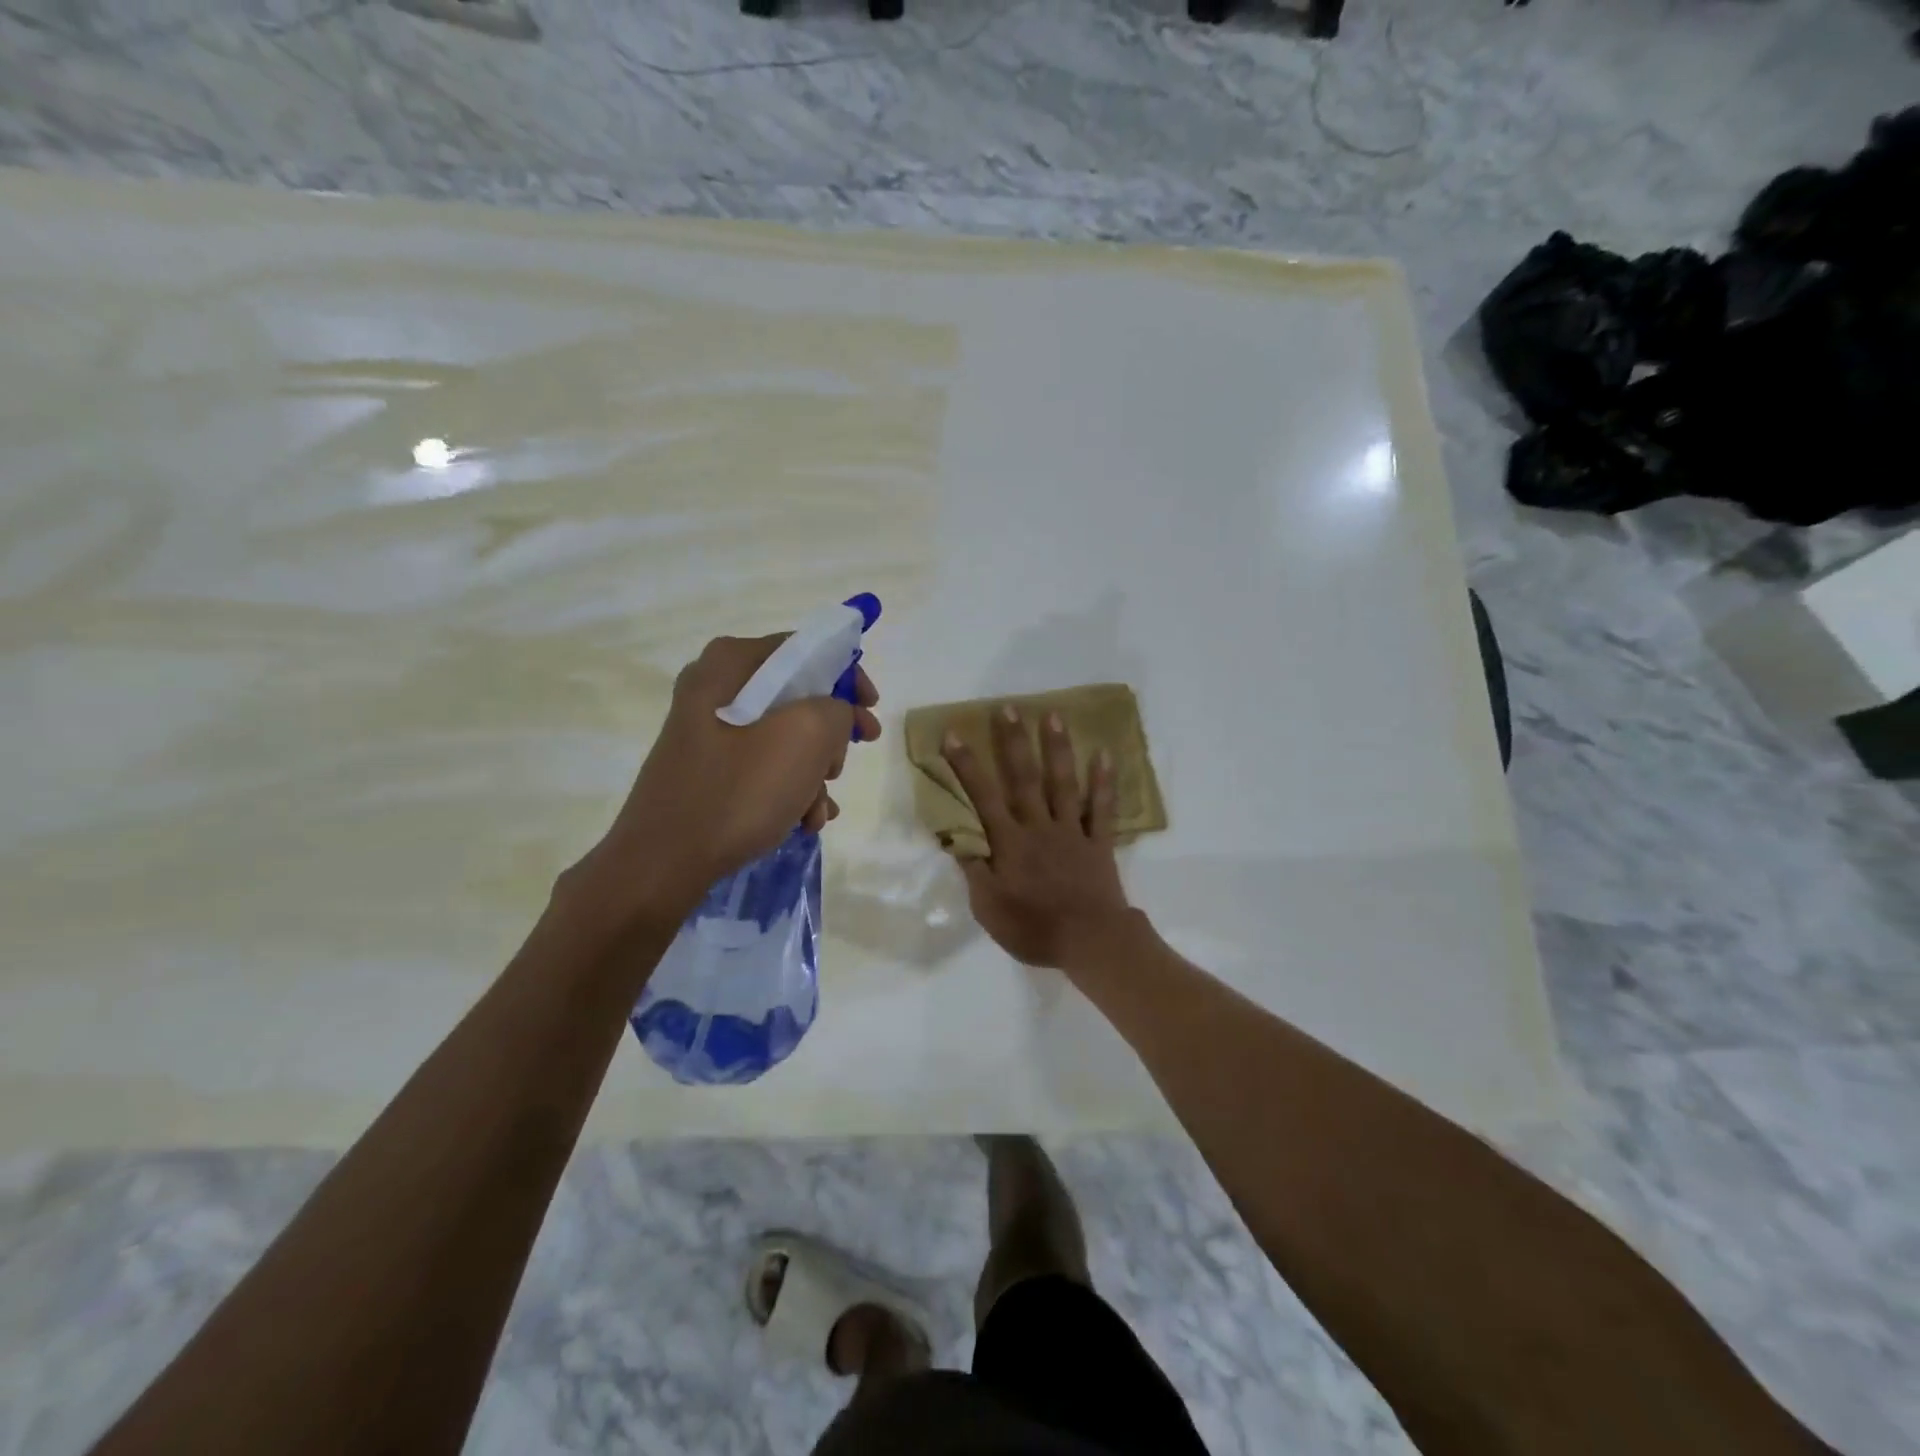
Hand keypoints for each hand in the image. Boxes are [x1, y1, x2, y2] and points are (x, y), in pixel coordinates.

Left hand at [568, 634, 881, 927]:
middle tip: (843, 766)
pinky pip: (761, 764)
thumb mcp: (807, 737)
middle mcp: (715, 686)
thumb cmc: (739, 790)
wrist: (662, 862)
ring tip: (819, 810)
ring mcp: (707, 730)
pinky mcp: (706, 767)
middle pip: (797, 696)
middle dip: (830, 736)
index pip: (807, 648)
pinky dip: (788, 788)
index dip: (849, 677)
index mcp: (732, 663)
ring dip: (813, 772)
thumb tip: (834, 715)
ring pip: (783, 736)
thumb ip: (838, 708)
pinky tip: (804, 821)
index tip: (872, 711)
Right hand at [940, 705, 1134, 969]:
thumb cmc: (1034, 928)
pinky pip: (1101, 808)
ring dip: (1057, 748)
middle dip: (1013, 742)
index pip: (983, 797)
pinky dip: (1103, 782)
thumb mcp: (989, 908)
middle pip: (1024, 779)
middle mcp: (1039, 827)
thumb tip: (957, 839)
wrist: (1091, 942)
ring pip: (1062, 783)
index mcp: (1010, 843)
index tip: (954, 734)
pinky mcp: (1098, 842)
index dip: (967, 765)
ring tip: (1053, 715)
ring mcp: (1071, 831)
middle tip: (1008, 708)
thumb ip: (974, 871)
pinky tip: (1105, 755)